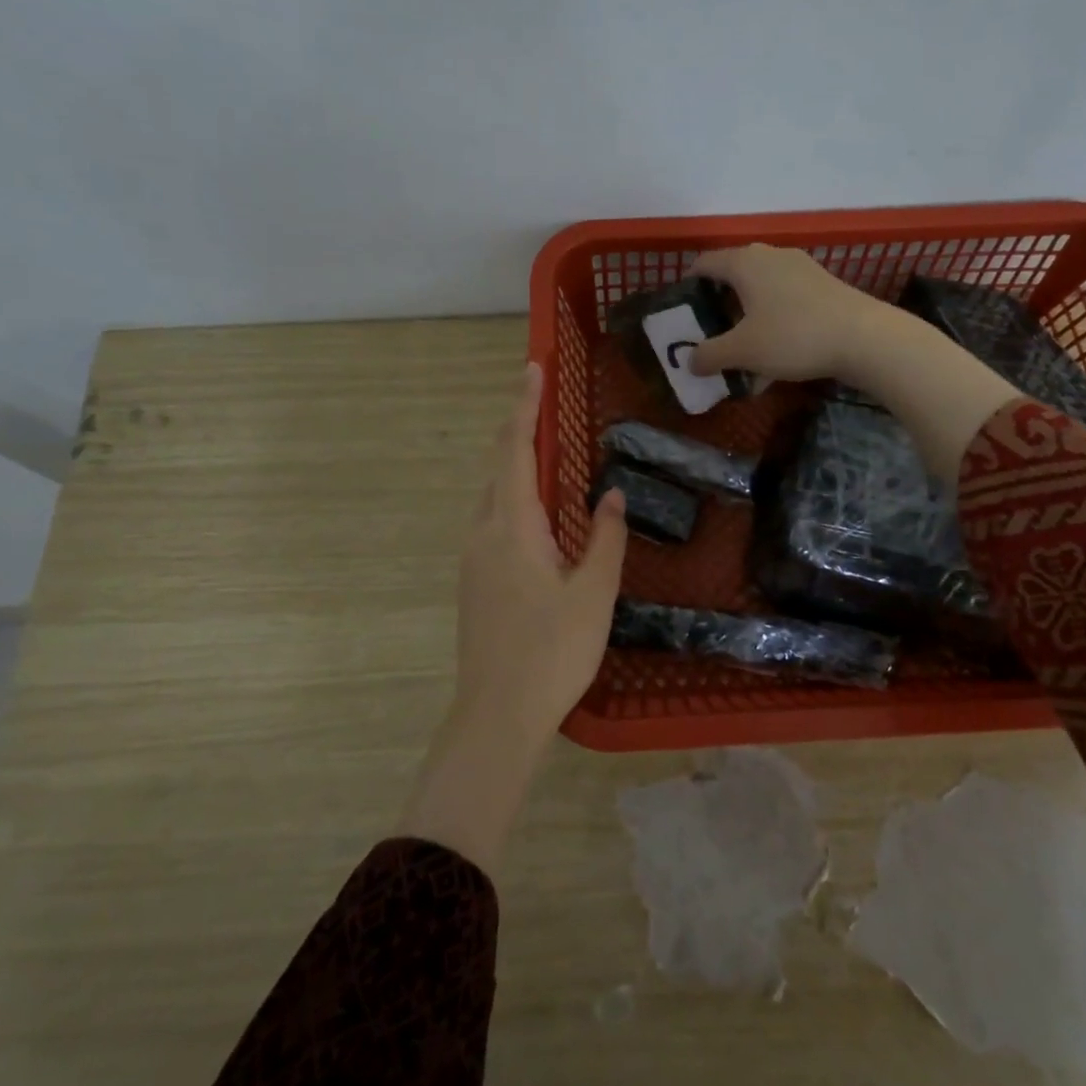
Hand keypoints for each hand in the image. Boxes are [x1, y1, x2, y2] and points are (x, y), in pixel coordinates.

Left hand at [453, 362, 627, 739]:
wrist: (496, 715)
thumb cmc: (552, 652)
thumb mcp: (593, 594)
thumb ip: (605, 540)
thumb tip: (612, 496)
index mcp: (513, 528)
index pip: (516, 451)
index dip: (524, 408)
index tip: (532, 369)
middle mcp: (484, 533)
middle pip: (499, 468)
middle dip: (519, 431)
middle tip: (544, 404)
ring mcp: (473, 559)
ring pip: (492, 496)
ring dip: (515, 467)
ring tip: (544, 452)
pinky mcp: (473, 582)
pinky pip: (492, 521)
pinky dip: (512, 499)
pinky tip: (536, 515)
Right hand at [686, 244, 898, 384]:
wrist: (864, 337)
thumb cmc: (792, 336)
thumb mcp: (743, 351)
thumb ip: (710, 355)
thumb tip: (690, 362)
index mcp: (744, 262)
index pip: (704, 264)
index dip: (688, 285)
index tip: (682, 311)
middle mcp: (770, 256)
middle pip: (733, 276)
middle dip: (718, 305)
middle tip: (709, 333)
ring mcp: (800, 268)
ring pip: (760, 290)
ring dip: (746, 318)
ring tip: (742, 349)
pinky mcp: (822, 285)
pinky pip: (784, 300)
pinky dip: (772, 321)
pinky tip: (776, 357)